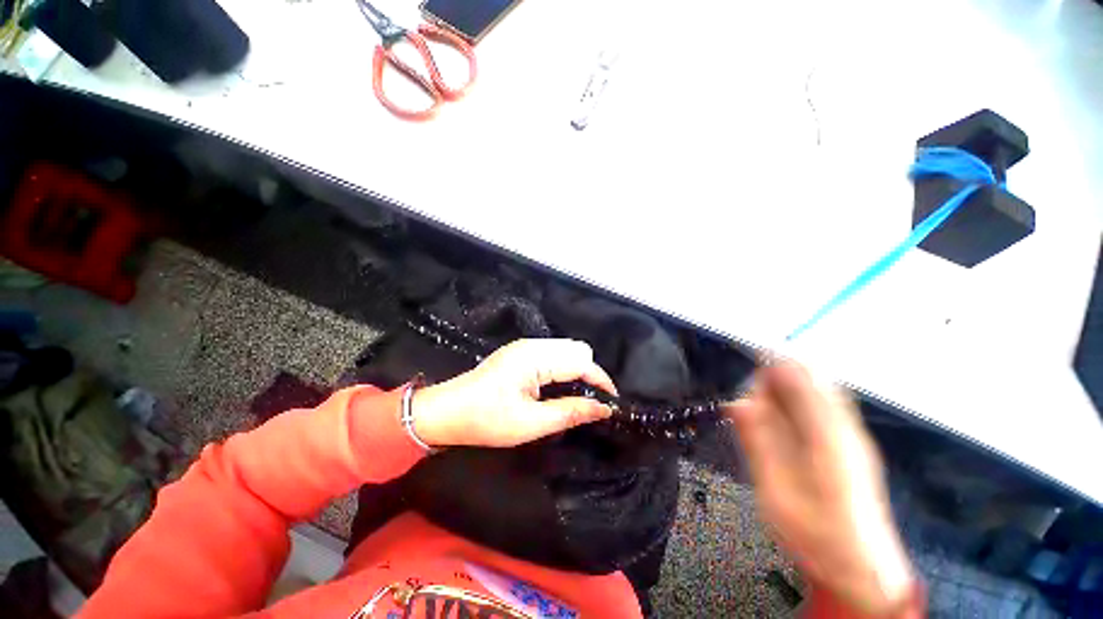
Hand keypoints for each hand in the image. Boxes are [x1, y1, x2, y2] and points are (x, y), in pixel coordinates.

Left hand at [410, 339, 617, 447]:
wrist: (446, 412)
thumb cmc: (485, 420)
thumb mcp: (530, 423)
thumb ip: (570, 412)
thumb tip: (603, 408)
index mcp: (535, 358)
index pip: (582, 361)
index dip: (600, 380)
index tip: (611, 402)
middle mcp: (533, 345)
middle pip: (578, 350)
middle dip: (590, 374)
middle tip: (589, 403)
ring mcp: (526, 346)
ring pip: (567, 350)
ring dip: (577, 371)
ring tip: (576, 398)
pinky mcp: (521, 352)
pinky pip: (554, 354)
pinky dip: (564, 369)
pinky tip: (557, 388)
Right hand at [726, 362, 914, 614]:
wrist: (860, 567)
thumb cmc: (815, 534)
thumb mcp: (776, 491)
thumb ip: (758, 442)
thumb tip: (738, 402)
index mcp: (827, 438)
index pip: (801, 379)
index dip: (772, 365)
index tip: (746, 364)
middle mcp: (846, 429)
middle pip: (813, 377)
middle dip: (778, 378)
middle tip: (753, 403)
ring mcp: (853, 435)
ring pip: (821, 388)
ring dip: (789, 388)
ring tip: (765, 412)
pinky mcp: (853, 444)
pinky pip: (827, 404)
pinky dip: (801, 400)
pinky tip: (785, 420)